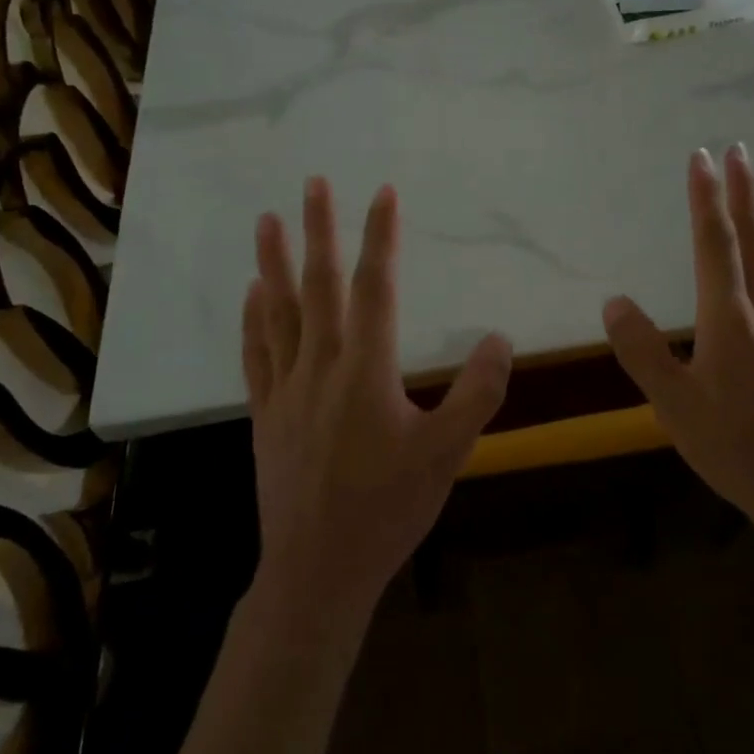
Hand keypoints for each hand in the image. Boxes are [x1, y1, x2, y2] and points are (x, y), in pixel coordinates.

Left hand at [243, 178, 512, 617]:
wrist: (318, 570)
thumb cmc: (387, 510)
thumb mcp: (448, 454)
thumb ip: (478, 394)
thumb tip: (500, 338)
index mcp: (367, 370)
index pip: (375, 287)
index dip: (380, 237)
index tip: (383, 193)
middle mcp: (321, 366)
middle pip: (319, 285)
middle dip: (318, 229)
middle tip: (312, 183)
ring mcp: (287, 388)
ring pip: (278, 311)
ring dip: (273, 262)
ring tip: (266, 220)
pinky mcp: (266, 412)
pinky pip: (257, 353)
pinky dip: (254, 318)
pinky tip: (253, 292)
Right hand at [601, 146, 753, 538]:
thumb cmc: (734, 447)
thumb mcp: (673, 405)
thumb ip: (642, 351)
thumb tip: (613, 302)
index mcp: (727, 318)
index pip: (715, 244)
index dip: (707, 198)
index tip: (702, 158)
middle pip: (753, 240)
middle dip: (743, 192)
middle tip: (741, 150)